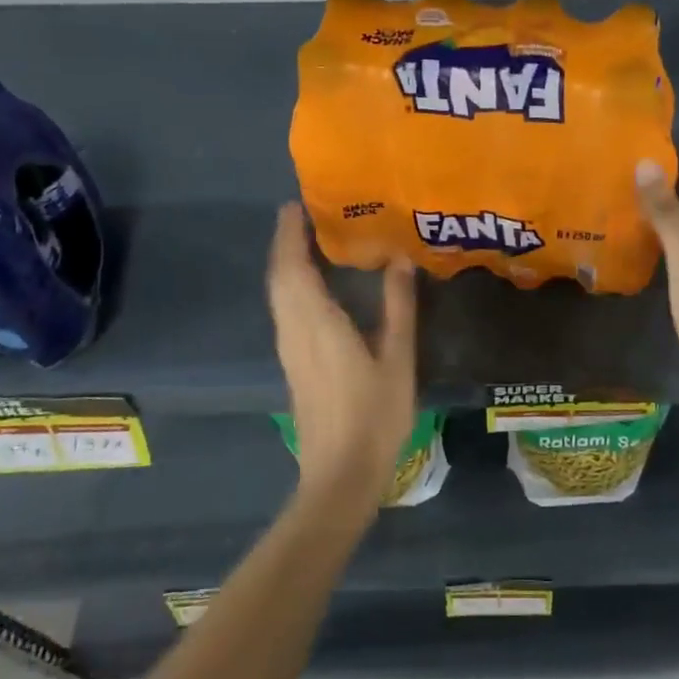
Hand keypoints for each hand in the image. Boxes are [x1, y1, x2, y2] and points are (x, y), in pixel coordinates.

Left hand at [266, 202, 417, 505]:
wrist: (339, 474)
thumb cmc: (374, 415)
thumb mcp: (397, 358)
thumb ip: (398, 306)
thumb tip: (399, 259)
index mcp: (316, 323)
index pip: (292, 267)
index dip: (289, 234)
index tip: (297, 204)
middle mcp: (294, 330)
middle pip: (280, 277)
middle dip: (286, 242)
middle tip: (306, 215)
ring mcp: (289, 349)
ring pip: (279, 295)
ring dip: (287, 263)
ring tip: (310, 241)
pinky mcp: (293, 363)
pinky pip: (285, 310)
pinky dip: (292, 286)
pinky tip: (313, 286)